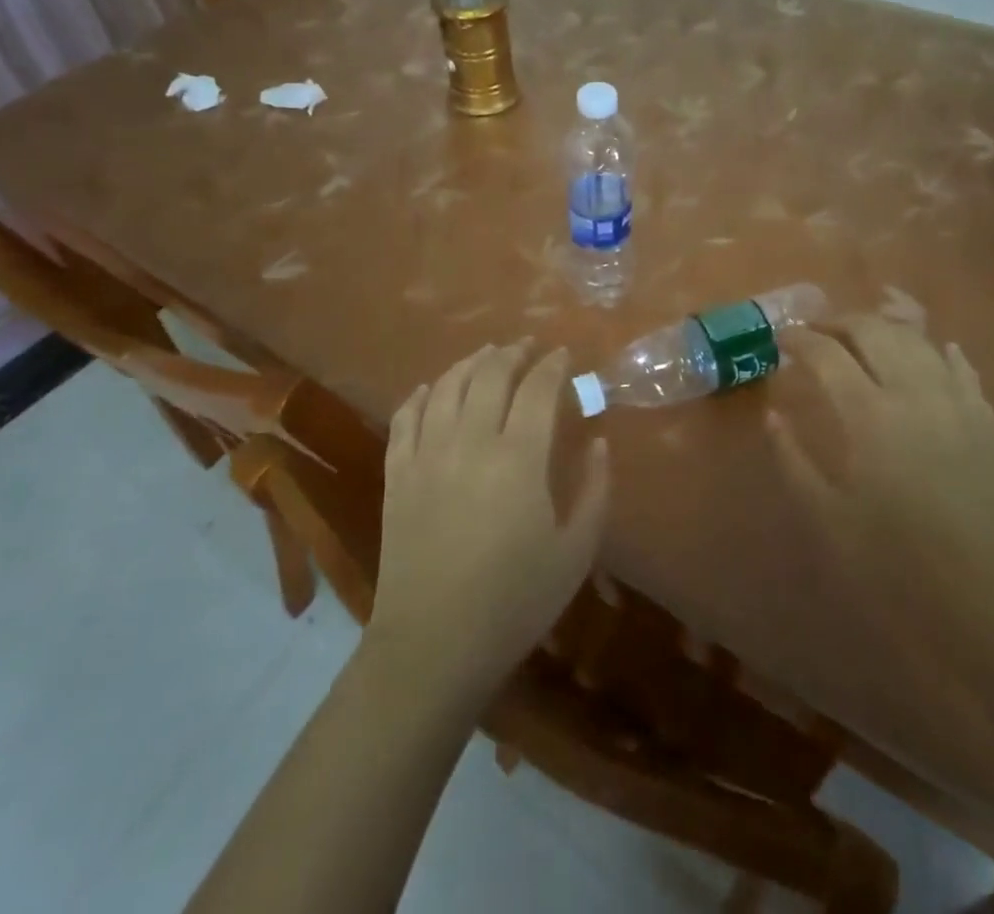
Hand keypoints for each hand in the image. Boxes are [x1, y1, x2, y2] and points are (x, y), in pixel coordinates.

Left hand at [370, 342, 610, 700]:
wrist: (434, 645)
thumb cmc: (515, 601)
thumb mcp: (575, 551)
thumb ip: (594, 489)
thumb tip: (597, 441)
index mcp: (518, 457)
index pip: (537, 388)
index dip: (553, 365)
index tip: (564, 355)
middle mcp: (469, 441)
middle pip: (489, 374)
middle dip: (512, 353)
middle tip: (528, 348)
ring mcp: (426, 454)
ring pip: (446, 386)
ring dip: (470, 363)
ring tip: (486, 356)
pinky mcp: (396, 474)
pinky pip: (405, 417)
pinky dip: (420, 395)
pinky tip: (429, 389)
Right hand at [770, 317, 993, 668]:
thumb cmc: (900, 566)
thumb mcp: (829, 519)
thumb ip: (793, 460)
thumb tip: (773, 415)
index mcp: (870, 415)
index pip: (826, 354)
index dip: (799, 340)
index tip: (780, 339)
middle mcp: (914, 393)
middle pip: (874, 330)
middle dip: (839, 321)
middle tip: (816, 332)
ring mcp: (956, 403)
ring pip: (917, 340)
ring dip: (884, 327)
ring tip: (861, 335)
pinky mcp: (986, 421)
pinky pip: (960, 367)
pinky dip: (937, 350)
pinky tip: (931, 350)